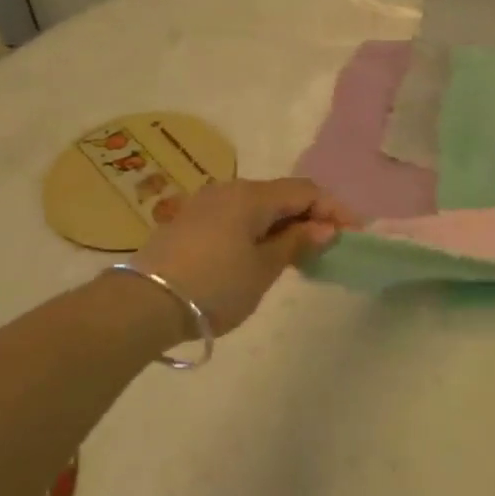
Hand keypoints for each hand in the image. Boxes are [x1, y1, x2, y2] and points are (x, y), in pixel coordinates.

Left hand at [132, 178, 355, 335]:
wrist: (140, 306)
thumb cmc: (213, 286)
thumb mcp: (263, 269)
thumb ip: (296, 243)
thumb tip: (324, 228)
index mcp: (252, 195)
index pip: (306, 191)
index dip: (334, 209)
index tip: (354, 234)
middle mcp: (229, 189)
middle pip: (281, 195)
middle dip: (310, 216)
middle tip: (329, 245)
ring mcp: (205, 204)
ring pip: (257, 206)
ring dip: (283, 224)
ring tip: (299, 253)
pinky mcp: (189, 222)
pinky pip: (237, 217)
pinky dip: (258, 230)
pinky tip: (262, 254)